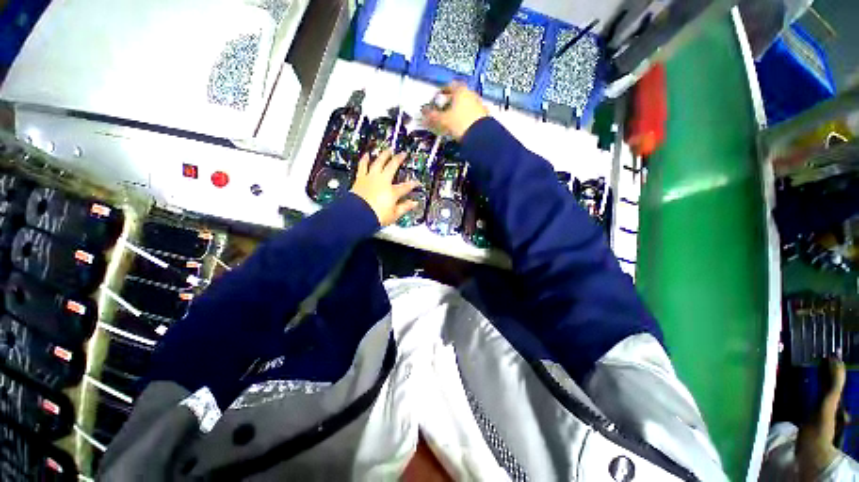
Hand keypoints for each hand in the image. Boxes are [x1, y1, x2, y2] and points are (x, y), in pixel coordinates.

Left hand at [351, 150, 419, 226]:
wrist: (358, 214)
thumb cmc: (376, 216)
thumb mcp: (394, 215)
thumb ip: (405, 207)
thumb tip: (414, 204)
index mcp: (392, 192)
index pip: (406, 187)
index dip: (413, 184)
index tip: (417, 183)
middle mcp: (383, 181)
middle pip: (392, 166)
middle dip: (399, 159)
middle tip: (402, 154)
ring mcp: (371, 178)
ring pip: (379, 162)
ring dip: (384, 155)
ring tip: (388, 149)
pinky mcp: (361, 178)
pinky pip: (363, 166)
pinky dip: (365, 159)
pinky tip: (366, 154)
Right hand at [422, 81, 488, 140]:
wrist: (481, 137)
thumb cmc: (462, 124)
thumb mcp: (443, 120)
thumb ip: (432, 117)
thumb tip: (424, 115)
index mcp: (461, 90)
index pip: (448, 86)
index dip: (440, 92)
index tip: (436, 99)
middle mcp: (471, 95)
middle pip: (457, 96)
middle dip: (448, 103)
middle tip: (441, 111)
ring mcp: (479, 105)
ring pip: (465, 105)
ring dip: (457, 111)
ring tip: (450, 122)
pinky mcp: (483, 117)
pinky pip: (471, 115)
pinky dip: (464, 119)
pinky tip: (460, 127)